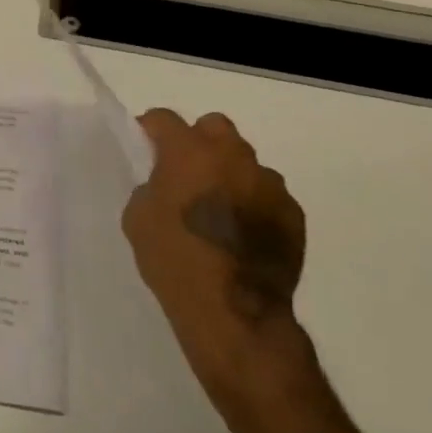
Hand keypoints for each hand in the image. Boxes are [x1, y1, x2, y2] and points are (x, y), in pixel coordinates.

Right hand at [122, 110, 309, 412]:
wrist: (235, 313)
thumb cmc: (175, 262)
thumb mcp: (138, 220)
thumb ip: (151, 188)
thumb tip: (166, 184)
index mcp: (190, 152)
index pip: (164, 119)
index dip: (150, 129)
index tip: (144, 145)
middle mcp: (233, 157)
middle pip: (214, 127)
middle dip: (198, 141)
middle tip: (185, 172)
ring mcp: (269, 184)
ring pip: (245, 162)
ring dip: (230, 174)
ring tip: (219, 210)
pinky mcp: (293, 214)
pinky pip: (268, 195)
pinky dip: (253, 204)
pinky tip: (242, 235)